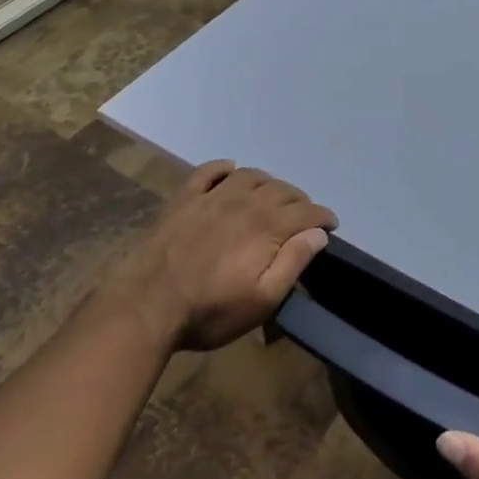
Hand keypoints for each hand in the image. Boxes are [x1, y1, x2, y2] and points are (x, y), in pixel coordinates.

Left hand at [112, 160, 336, 351]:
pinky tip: (230, 171)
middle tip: (303, 217)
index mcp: (268, 226)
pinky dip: (224, 167)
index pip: (307, 211)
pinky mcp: (184, 199)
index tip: (331, 226)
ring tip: (271, 197)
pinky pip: (209, 171)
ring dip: (268, 183)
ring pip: (250, 175)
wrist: (147, 306)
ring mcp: (212, 197)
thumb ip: (293, 262)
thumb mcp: (263, 300)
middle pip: (282, 189)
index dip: (323, 217)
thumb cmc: (211, 310)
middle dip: (300, 201)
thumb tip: (318, 234)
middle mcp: (245, 202)